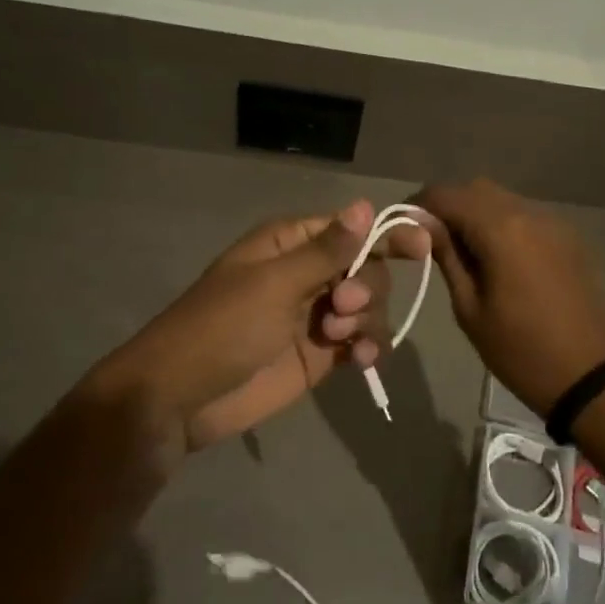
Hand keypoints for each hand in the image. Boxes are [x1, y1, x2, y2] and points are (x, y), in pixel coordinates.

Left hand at [93, 199, 429, 453]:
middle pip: (367, 268)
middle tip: (343, 306)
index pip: (351, 229)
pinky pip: (359, 342)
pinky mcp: (319, 355)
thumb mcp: (274, 284)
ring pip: (368, 306)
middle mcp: (306, 274)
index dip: (387, 234)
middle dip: (367, 286)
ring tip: (341, 340)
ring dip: (367, 319)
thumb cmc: (222, 327)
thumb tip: (365, 205)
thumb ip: (326, 250)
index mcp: (290, 244)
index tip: (423, 243)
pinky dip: (367, 348)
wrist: (181, 397)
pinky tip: (362, 361)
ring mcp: (314, 316)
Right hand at [411, 179, 604, 415]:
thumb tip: (424, 227)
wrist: (593, 376)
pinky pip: (526, 216)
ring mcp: (554, 223)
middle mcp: (529, 213)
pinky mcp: (569, 238)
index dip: (419, 205)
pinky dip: (503, 224)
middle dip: (449, 206)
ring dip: (477, 214)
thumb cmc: (521, 350)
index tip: (404, 228)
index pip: (447, 195)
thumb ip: (447, 257)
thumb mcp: (470, 309)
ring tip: (463, 251)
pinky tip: (497, 258)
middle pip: (476, 189)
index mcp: (501, 229)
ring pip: (503, 200)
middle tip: (431, 241)